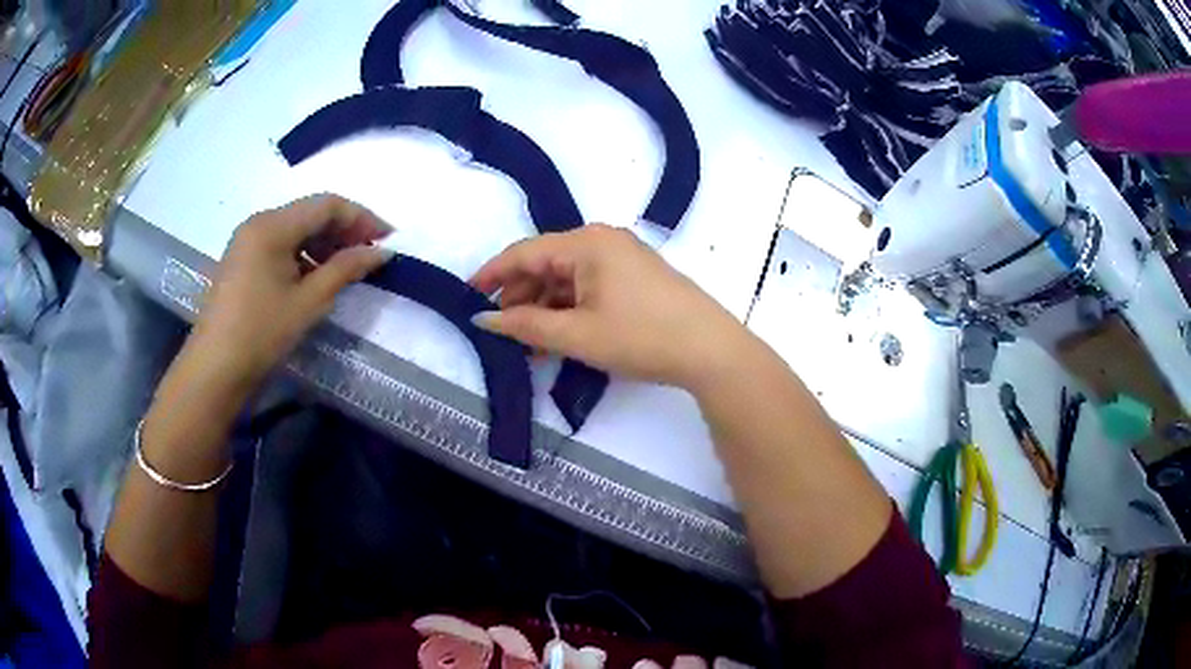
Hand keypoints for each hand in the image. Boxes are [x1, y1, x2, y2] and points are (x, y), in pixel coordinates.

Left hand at [185, 194, 391, 395]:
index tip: (388, 240)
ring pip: (296, 229)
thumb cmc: (261, 333)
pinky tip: (318, 276)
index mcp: (272, 225)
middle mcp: (259, 222)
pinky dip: (304, 254)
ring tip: (348, 268)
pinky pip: (281, 245)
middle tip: (371, 255)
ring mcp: (247, 241)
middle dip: (344, 230)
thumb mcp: (309, 301)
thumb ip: (346, 269)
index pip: (327, 205)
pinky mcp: (242, 260)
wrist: (214, 370)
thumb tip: (382, 252)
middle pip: (310, 213)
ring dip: (325, 243)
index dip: (362, 218)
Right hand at [470, 224, 749, 390]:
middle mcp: (603, 240)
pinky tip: (559, 336)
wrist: (710, 350)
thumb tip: (483, 320)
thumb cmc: (641, 337)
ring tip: (529, 343)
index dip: (492, 274)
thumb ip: (525, 326)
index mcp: (586, 243)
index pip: (525, 252)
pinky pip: (589, 285)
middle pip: (546, 263)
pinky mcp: (636, 276)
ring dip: (545, 306)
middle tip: (501, 329)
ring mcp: (623, 257)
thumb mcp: (577, 334)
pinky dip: (570, 308)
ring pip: (568, 277)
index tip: (468, 296)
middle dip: (520, 296)